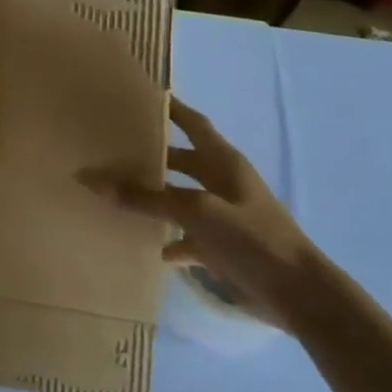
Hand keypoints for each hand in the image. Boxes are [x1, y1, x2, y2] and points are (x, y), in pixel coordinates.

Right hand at [87, 97, 318, 327]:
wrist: (299, 295)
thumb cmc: (253, 239)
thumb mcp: (197, 212)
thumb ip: (147, 199)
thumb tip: (92, 180)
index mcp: (224, 162)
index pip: (193, 123)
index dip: (170, 108)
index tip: (139, 96)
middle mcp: (221, 183)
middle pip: (179, 161)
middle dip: (149, 155)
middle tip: (110, 148)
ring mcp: (221, 216)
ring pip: (177, 199)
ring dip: (151, 198)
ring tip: (112, 192)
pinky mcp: (220, 247)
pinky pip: (183, 236)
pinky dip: (162, 238)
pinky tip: (137, 244)